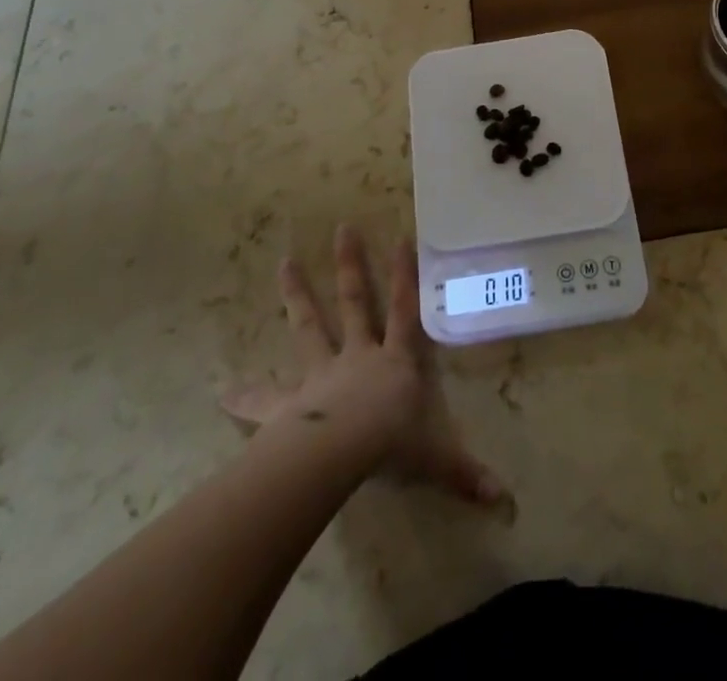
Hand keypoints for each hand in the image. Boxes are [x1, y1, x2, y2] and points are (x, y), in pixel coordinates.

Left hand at [222, 225, 506, 507]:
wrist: (341, 454)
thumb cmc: (392, 446)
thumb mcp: (435, 459)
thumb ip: (465, 474)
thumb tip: (505, 499)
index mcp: (394, 362)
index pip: (405, 311)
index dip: (405, 276)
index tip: (401, 238)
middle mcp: (358, 357)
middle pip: (355, 303)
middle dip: (350, 266)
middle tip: (342, 228)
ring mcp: (321, 376)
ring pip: (309, 327)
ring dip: (298, 296)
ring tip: (283, 262)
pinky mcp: (289, 406)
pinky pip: (264, 400)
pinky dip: (244, 396)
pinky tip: (221, 392)